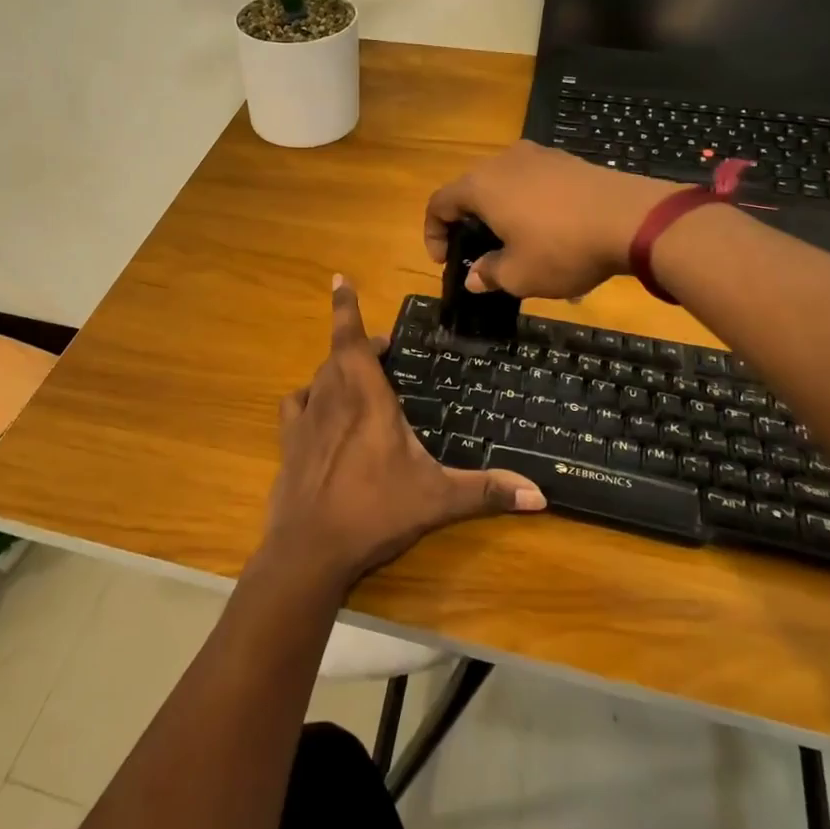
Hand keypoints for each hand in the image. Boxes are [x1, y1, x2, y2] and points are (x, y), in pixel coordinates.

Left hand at [260, 276, 545, 594]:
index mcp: (366, 398)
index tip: (338, 278)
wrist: (310, 549)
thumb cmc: (375, 512)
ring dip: (336, 371)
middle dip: (358, 346)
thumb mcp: (437, 500)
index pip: (351, 340)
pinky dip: (308, 398)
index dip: (345, 307)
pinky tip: (318, 410)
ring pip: (318, 378)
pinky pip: (295, 405)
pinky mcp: (288, 443)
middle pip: (339, 356)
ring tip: (356, 379)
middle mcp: (332, 398)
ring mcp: (305, 420)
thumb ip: (486, 491)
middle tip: (381, 350)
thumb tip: (541, 495)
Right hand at [424, 141, 672, 299]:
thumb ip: (489, 274)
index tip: (446, 261)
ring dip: (501, 213)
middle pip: (471, 190)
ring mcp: (539, 156)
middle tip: (479, 253)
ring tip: (517, 244)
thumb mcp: (520, 275)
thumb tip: (474, 276)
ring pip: (504, 184)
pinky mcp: (567, 161)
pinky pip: (534, 182)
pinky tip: (551, 232)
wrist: (633, 219)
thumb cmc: (562, 248)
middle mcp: (503, 162)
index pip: (439, 203)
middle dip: (468, 223)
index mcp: (481, 186)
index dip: (434, 233)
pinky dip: (529, 205)